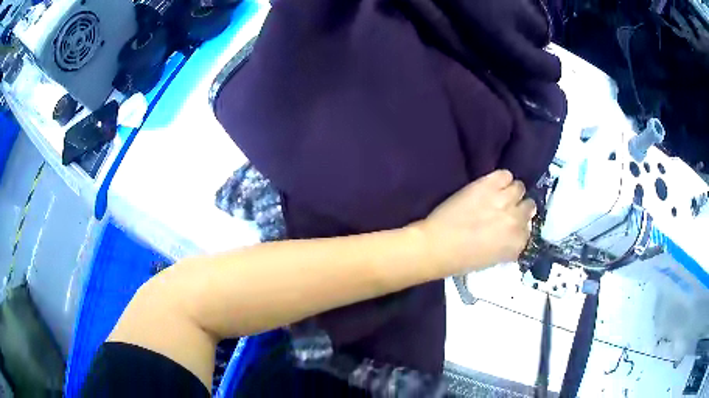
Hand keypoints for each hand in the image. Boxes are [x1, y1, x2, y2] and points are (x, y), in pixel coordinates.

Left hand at [415, 170, 535, 275]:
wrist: (438, 245)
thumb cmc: (463, 260)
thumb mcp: (494, 260)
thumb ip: (510, 245)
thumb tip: (515, 234)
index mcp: (518, 243)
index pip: (529, 228)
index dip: (518, 226)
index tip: (509, 226)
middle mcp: (517, 220)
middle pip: (528, 206)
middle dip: (518, 208)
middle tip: (505, 210)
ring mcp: (504, 200)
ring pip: (519, 188)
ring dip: (510, 192)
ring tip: (497, 197)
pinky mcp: (489, 184)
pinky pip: (505, 174)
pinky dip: (501, 179)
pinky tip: (491, 186)